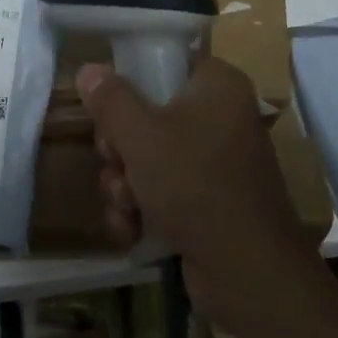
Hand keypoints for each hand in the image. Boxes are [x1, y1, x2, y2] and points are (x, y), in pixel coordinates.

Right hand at [78, 54, 308, 328]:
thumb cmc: (195, 185)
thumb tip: (89, 70)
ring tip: (126, 205)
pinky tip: (131, 229)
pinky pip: (160, 190)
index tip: (109, 109)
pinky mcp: (207, 202)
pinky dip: (141, 209)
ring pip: (146, 157)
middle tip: (115, 163)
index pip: (165, 63)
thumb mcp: (141, 135)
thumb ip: (110, 99)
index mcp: (216, 86)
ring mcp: (214, 163)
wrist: (248, 275)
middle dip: (119, 148)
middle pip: (146, 113)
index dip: (130, 83)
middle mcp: (219, 117)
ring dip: (123, 183)